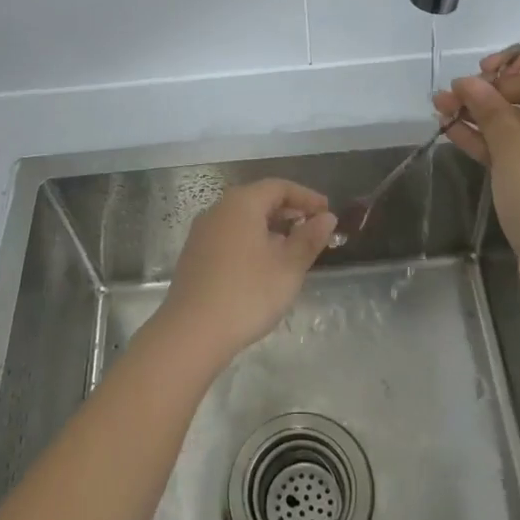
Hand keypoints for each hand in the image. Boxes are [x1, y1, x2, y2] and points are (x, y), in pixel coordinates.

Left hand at [158, 180, 337, 366]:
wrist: (192, 332)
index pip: (279, 187)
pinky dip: (251, 240)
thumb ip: (309, 238)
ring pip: (243, 219)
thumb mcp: (288, 267)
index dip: (306, 197)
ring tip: (291, 250)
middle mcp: (219, 209)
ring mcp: (202, 232)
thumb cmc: (247, 293)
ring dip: (270, 227)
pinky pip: (229, 235)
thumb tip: (327, 218)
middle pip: (259, 199)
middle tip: (313, 229)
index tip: (327, 212)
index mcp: (242, 203)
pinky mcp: (195, 254)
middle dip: (288, 211)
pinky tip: (263, 266)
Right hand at [434, 42, 519, 310]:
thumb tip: (467, 82)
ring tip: (439, 107)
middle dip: (491, 90)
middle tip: (452, 95)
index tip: (486, 71)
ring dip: (482, 113)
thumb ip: (490, 110)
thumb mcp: (516, 152)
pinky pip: (518, 146)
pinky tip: (451, 131)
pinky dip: (489, 139)